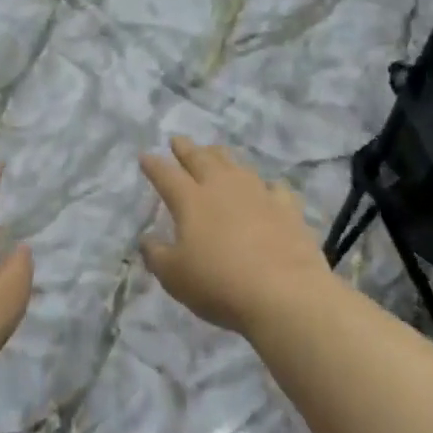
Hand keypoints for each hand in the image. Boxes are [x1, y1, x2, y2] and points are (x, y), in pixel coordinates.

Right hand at [139, 137, 331, 336]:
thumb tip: (147, 238)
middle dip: (186, 148)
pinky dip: (266, 185)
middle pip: (200, 159)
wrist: (284, 293)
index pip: (166, 175)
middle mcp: (222, 187)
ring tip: (214, 152)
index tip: (145, 156)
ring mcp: (258, 193)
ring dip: (221, 156)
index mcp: (190, 200)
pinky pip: (275, 187)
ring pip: (236, 164)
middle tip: (178, 140)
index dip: (153, 165)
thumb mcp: (173, 276)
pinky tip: (268, 188)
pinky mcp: (287, 208)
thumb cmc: (219, 284)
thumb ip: (155, 254)